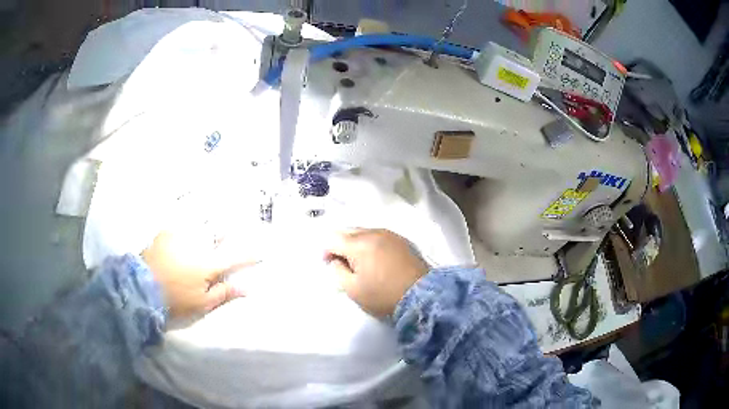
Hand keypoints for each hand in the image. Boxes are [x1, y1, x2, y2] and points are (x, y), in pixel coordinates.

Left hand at [142, 230, 256, 319]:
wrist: (142, 286)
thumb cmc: (176, 298)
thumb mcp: (202, 302)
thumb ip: (224, 292)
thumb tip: (248, 288)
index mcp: (209, 263)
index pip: (235, 257)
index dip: (249, 255)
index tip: (261, 252)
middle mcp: (198, 243)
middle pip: (219, 232)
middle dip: (227, 231)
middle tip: (230, 230)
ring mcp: (181, 234)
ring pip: (201, 224)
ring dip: (208, 225)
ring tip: (210, 225)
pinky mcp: (166, 231)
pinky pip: (182, 224)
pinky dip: (187, 225)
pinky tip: (185, 230)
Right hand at [324, 229, 428, 317]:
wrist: (422, 296)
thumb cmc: (383, 295)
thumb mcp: (353, 289)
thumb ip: (337, 272)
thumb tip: (335, 260)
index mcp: (359, 244)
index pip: (333, 238)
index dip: (326, 251)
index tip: (329, 265)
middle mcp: (373, 232)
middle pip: (348, 231)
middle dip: (341, 245)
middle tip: (343, 264)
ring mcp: (390, 234)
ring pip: (364, 232)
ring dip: (356, 244)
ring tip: (361, 263)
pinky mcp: (402, 240)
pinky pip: (379, 236)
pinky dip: (371, 244)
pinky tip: (376, 260)